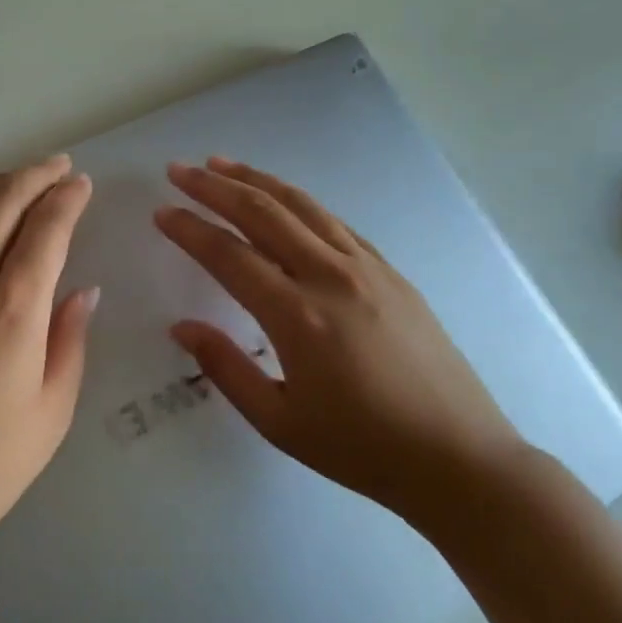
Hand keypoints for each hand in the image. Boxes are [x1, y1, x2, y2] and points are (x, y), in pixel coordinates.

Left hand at [0, 155, 99, 586]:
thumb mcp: (49, 414)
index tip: (81, 184)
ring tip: (14, 181)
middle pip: (0, 202)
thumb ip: (69, 342)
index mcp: (12, 310)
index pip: (46, 228)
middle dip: (34, 176)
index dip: (67, 198)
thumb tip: (81, 291)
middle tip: (57, 166)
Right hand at [155, 157, 523, 531]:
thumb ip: (225, 368)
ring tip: (221, 164)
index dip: (190, 229)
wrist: (460, 458)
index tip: (161, 212)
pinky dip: (299, 202)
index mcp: (298, 316)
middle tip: (179, 170)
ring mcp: (366, 268)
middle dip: (215, 186)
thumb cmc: (362, 449)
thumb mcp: (279, 423)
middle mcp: (330, 277)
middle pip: (262, 214)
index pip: (229, 255)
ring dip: (256, 180)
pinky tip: (283, 199)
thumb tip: (181, 327)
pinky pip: (334, 223)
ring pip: (301, 206)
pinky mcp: (390, 272)